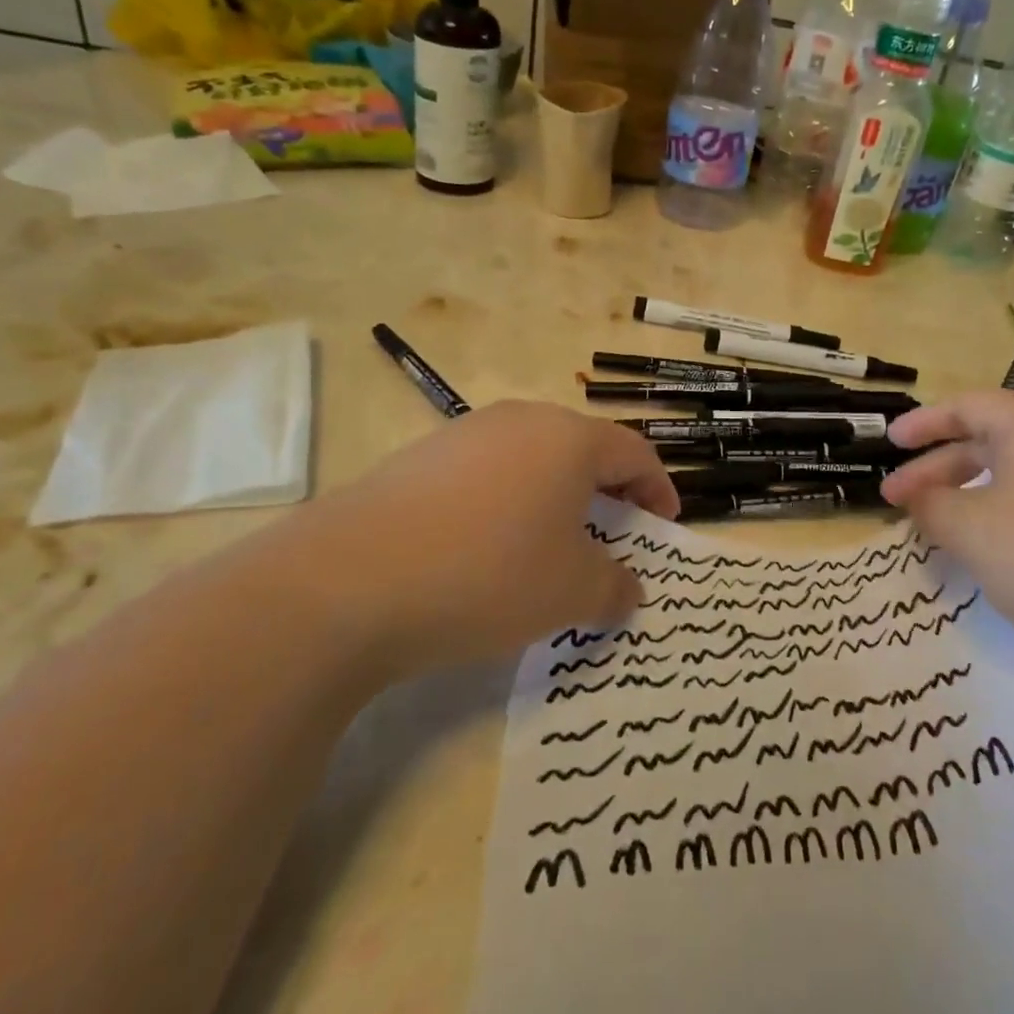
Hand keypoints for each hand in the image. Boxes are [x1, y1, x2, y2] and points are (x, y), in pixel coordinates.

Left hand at [233, 402, 676, 678]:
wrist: (348, 580)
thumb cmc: (488, 574)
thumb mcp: (570, 593)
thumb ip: (614, 587)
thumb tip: (628, 588)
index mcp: (568, 438)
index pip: (634, 452)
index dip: (658, 489)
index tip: (665, 525)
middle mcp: (519, 421)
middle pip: (582, 449)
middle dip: (607, 492)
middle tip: (615, 534)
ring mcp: (463, 435)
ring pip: (531, 459)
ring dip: (555, 497)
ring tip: (551, 545)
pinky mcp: (418, 458)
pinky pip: (485, 474)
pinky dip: (507, 504)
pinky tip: (487, 548)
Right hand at [881, 391, 1013, 677]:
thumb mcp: (972, 530)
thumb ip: (932, 506)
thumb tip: (919, 497)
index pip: (967, 405)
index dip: (922, 422)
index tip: (890, 443)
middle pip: (990, 440)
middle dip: (939, 469)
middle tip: (900, 499)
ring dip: (971, 493)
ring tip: (941, 525)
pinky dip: (1007, 511)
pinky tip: (995, 548)